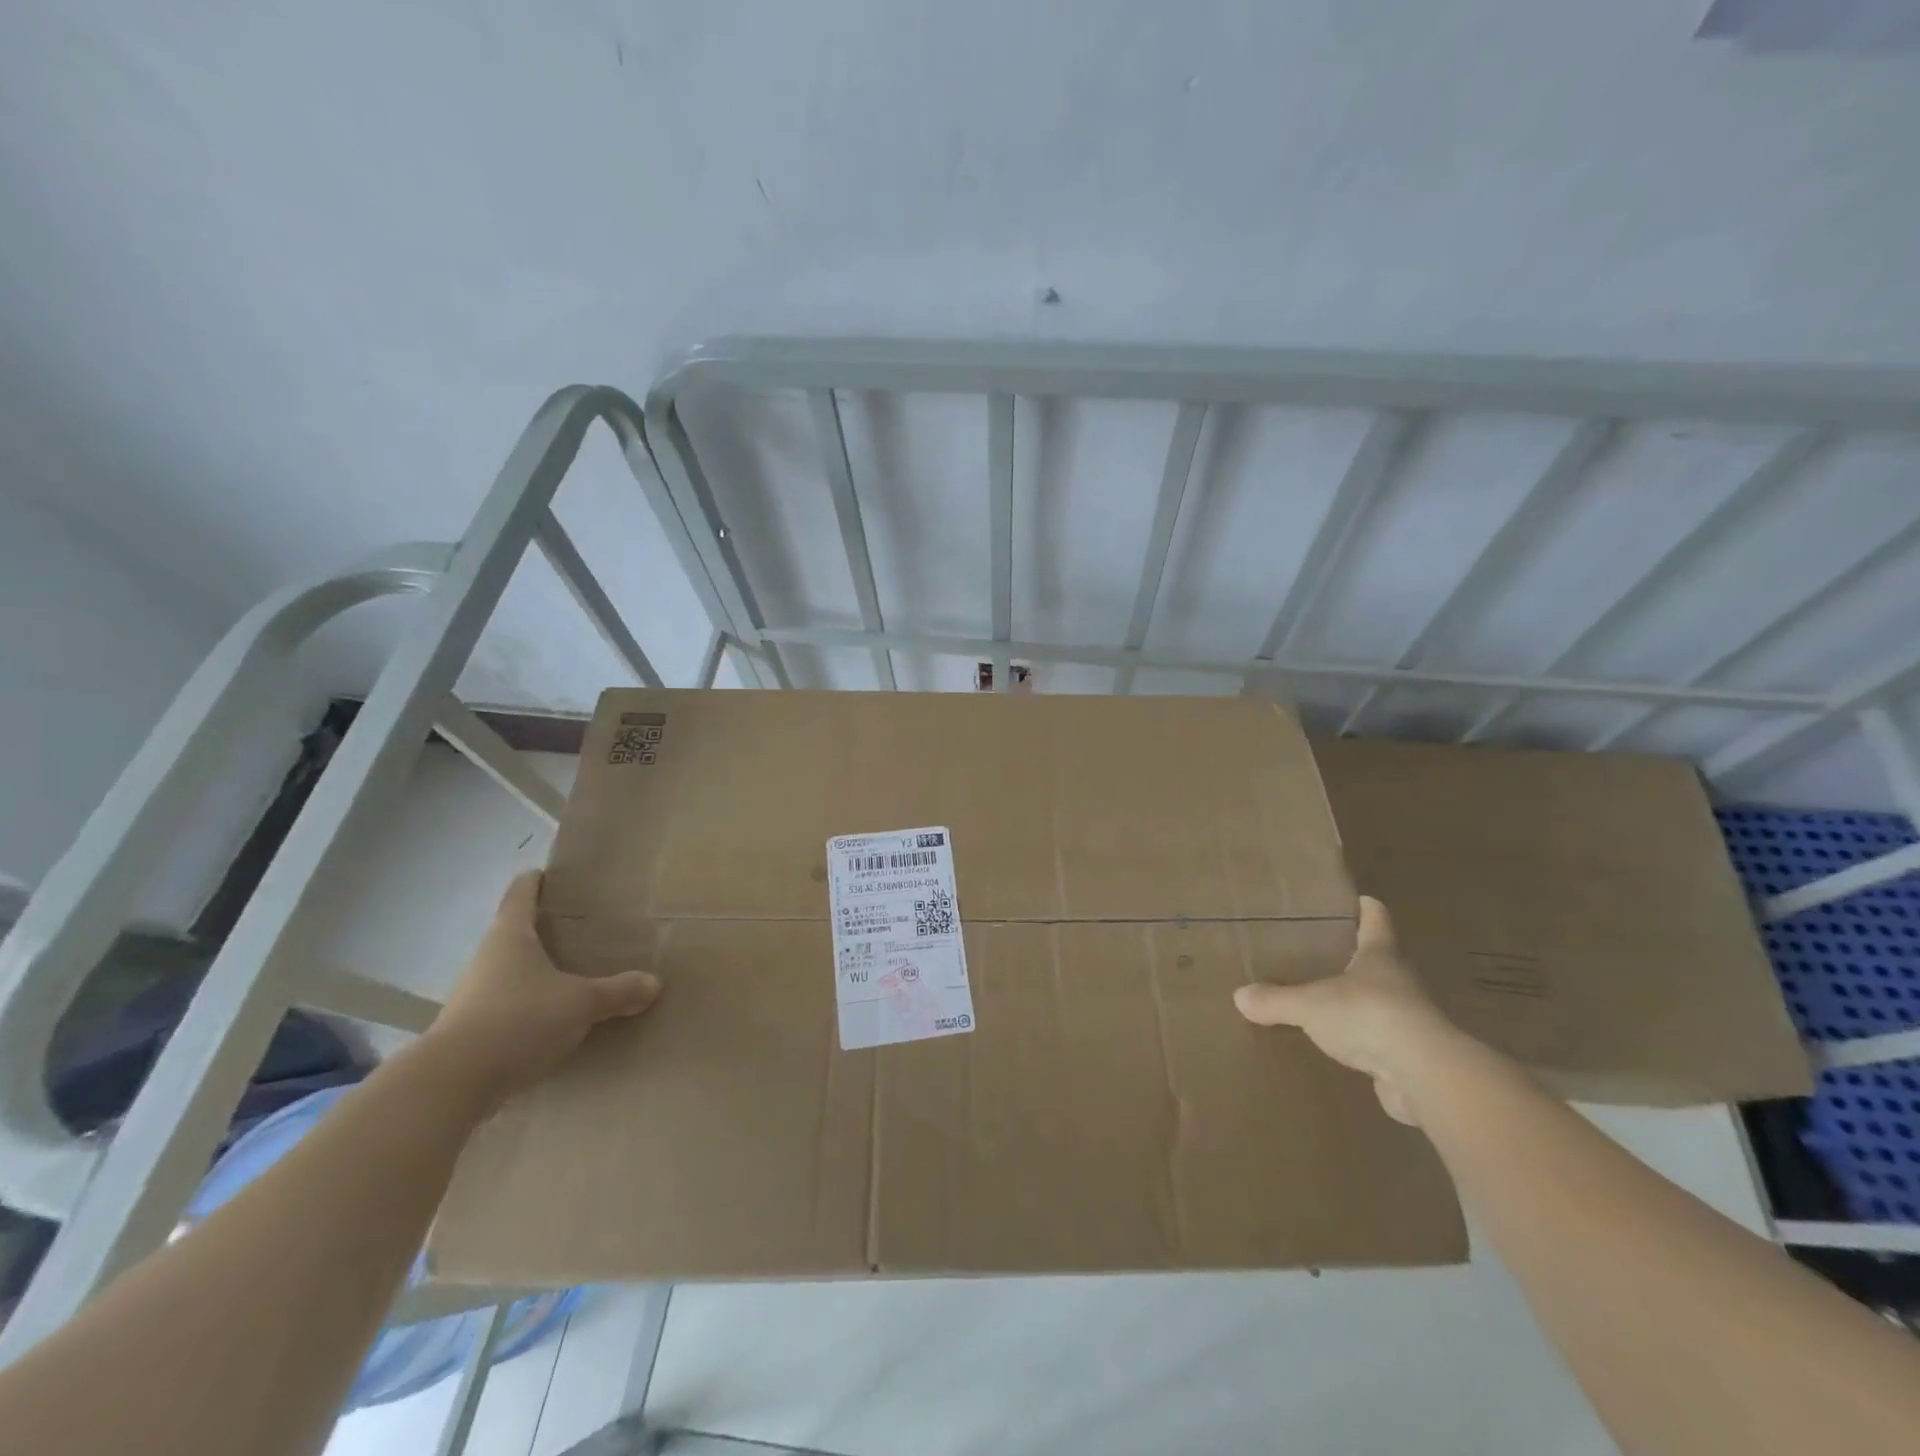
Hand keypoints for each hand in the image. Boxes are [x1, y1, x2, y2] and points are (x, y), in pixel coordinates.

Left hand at [423, 871, 661, 1108]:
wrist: (453, 1084)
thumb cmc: (519, 1019)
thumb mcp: (581, 1003)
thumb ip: (618, 991)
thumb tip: (654, 983)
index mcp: (511, 936)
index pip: (521, 895)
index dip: (536, 881)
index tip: (550, 874)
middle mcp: (487, 960)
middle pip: (515, 934)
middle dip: (544, 931)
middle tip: (580, 928)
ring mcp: (474, 997)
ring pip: (511, 974)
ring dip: (536, 973)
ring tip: (572, 976)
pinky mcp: (471, 1032)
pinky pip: (507, 1009)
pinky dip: (529, 1009)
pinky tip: (553, 1022)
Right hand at [1234, 896, 1454, 1124]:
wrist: (1424, 1075)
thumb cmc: (1368, 1016)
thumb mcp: (1309, 1005)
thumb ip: (1276, 1000)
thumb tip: (1240, 996)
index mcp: (1380, 956)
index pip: (1377, 921)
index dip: (1368, 909)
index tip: (1361, 899)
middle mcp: (1401, 982)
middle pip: (1382, 962)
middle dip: (1359, 958)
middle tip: (1327, 954)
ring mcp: (1411, 1020)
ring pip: (1383, 1003)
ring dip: (1363, 1003)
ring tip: (1330, 1004)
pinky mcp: (1414, 1058)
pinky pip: (1383, 1043)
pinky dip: (1366, 1043)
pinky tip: (1345, 1050)